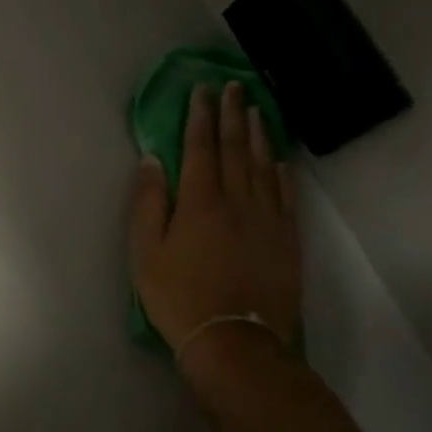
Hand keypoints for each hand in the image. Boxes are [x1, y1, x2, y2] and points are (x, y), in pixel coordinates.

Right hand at [129, 81, 301, 362]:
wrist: (236, 343)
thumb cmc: (179, 297)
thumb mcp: (145, 252)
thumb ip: (148, 202)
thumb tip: (152, 159)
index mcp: (199, 202)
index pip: (200, 148)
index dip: (200, 117)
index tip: (203, 91)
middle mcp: (237, 201)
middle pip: (235, 149)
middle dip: (233, 115)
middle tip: (234, 87)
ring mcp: (267, 220)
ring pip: (263, 167)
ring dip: (258, 135)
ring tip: (258, 110)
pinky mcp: (287, 241)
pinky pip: (287, 197)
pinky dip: (283, 174)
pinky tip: (280, 160)